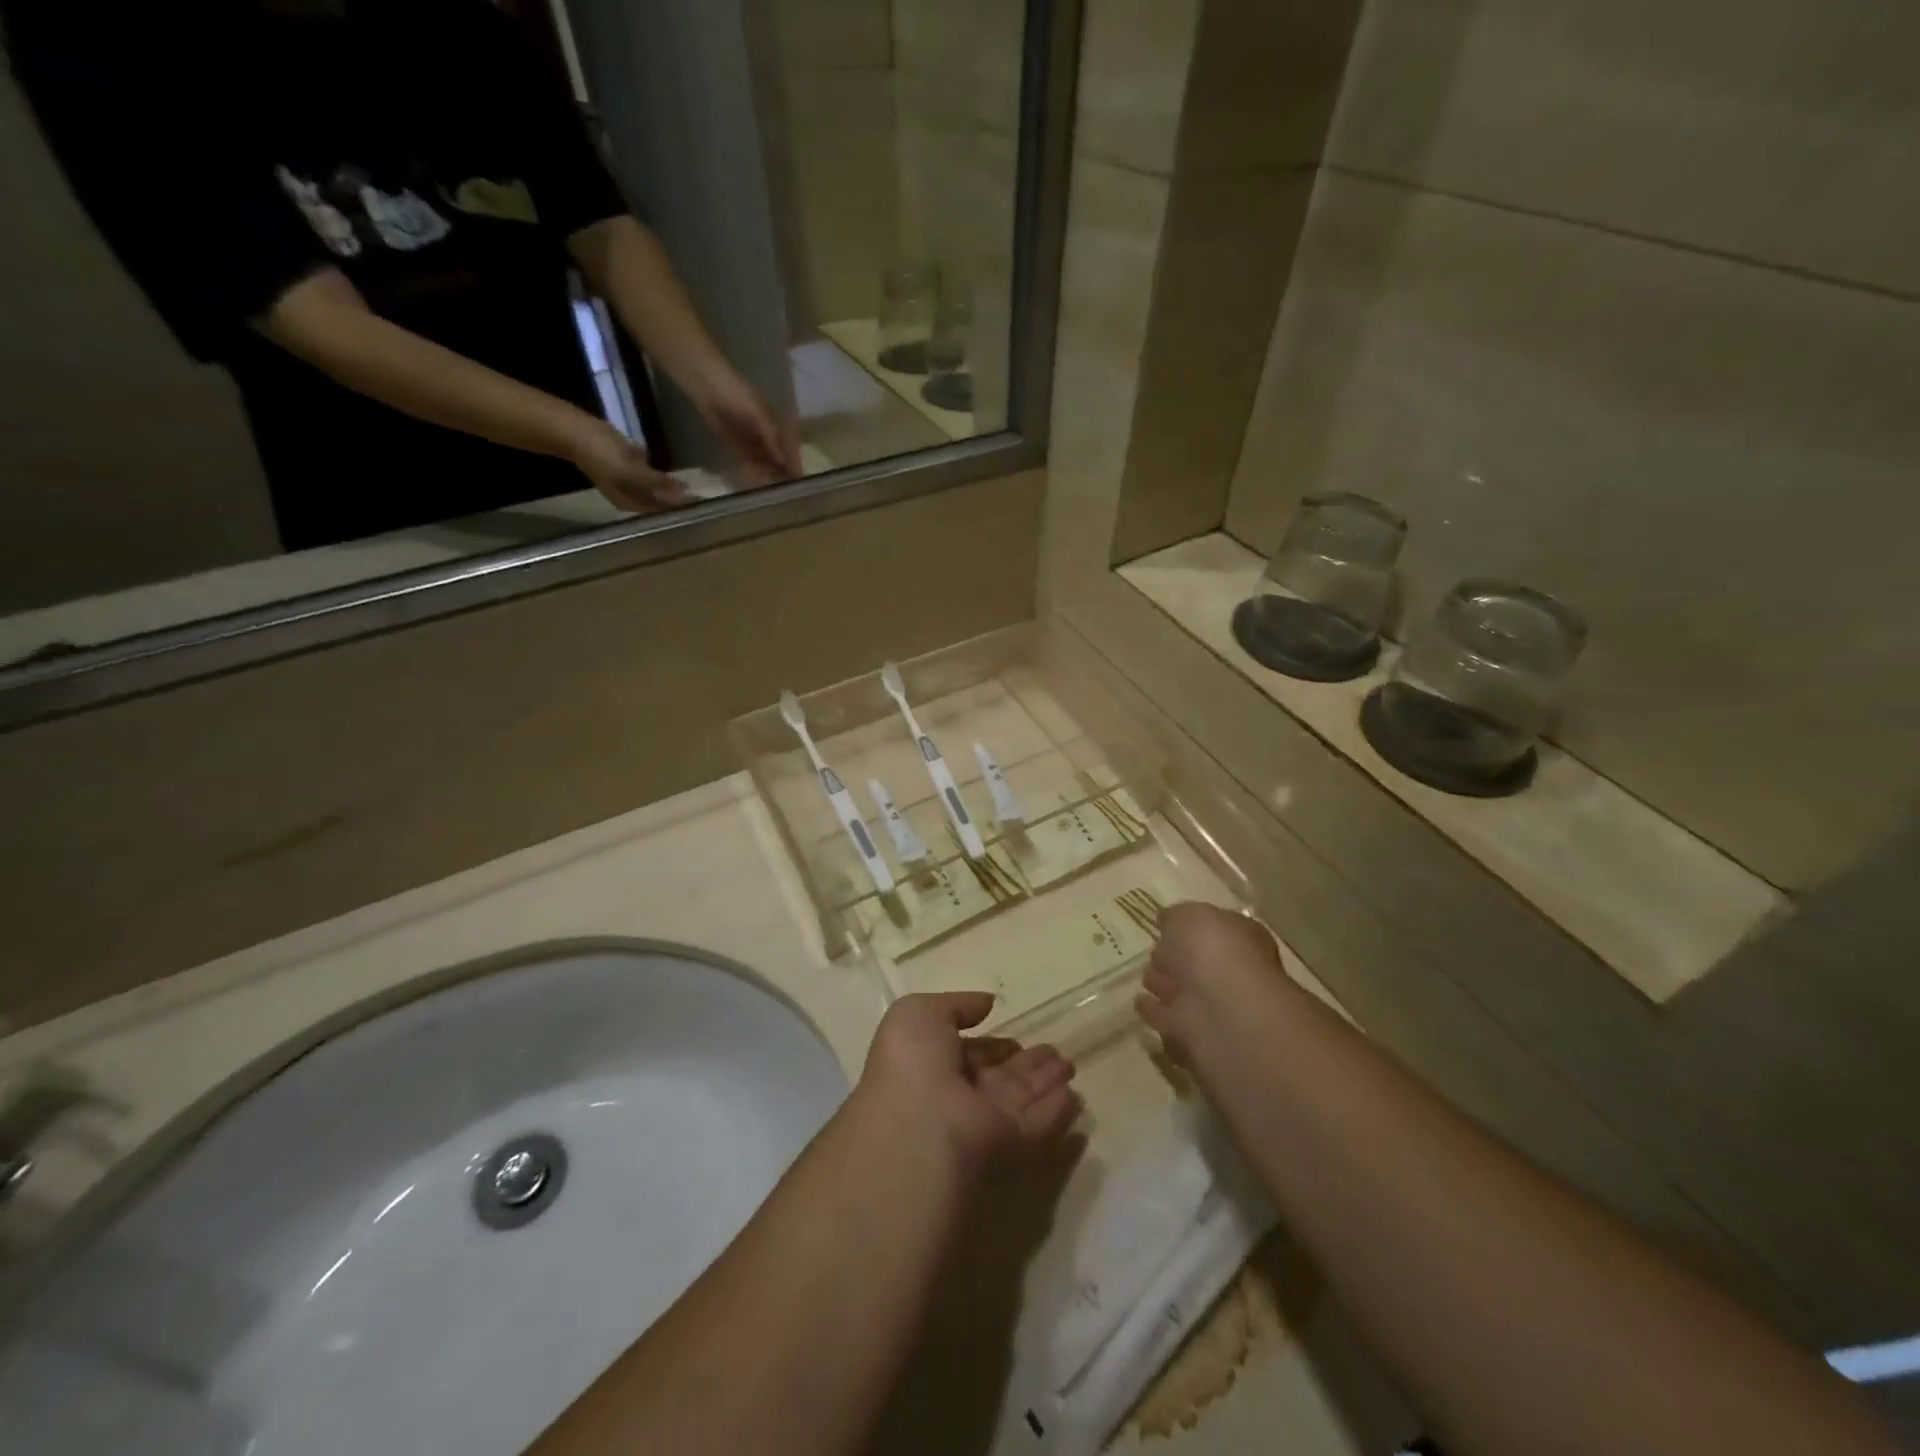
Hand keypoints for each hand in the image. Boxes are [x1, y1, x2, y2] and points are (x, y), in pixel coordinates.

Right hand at [567, 415, 693, 512]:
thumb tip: (682, 495)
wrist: (574, 430)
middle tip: (702, 492)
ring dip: (671, 485)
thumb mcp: (631, 473)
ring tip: (692, 481)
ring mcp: (626, 479)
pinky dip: (661, 473)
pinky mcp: (624, 464)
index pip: (662, 509)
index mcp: (630, 503)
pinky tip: (673, 470)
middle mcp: (630, 495)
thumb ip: (657, 485)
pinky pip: (648, 472)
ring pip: (655, 487)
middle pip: (659, 500)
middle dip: (678, 498)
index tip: (702, 499)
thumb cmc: (602, 454)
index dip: (681, 505)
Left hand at [693, 368, 802, 487]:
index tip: (797, 481)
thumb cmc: (737, 392)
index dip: (794, 463)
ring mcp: (750, 438)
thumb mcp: (759, 414)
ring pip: (762, 461)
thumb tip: (784, 462)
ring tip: (761, 481)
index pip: (790, 448)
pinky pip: (746, 459)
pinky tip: (748, 473)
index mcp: (777, 423)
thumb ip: (772, 438)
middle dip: (778, 471)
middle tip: (777, 486)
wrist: (704, 382)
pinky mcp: (734, 442)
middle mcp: (767, 432)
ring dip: (763, 471)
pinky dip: (749, 467)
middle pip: (778, 458)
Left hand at [857, 992, 1079, 1174]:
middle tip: (1055, 1051)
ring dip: (1046, 1081)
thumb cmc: (913, 1062)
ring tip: (1070, 1064)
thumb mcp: (919, 1013)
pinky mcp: (1009, 1144)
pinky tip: (1074, 1095)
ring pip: (1021, 1097)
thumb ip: (956, 1005)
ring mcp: (984, 1122)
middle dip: (1025, 1063)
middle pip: (999, 1076)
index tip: (1014, 1037)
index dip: (990, 1044)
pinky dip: (1056, 1110)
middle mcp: (958, 1095)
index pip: (968, 1053)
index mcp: (932, 1065)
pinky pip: (1037, 1123)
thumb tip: (986, 1003)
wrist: (920, 1125)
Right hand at [1136, 902, 1288, 1066]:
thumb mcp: (1188, 916)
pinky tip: (1141, 1004)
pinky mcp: (1196, 1038)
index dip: (1192, 929)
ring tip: (1145, 981)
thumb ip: (1175, 916)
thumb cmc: (1212, 950)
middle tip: (1154, 957)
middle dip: (1177, 961)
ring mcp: (1216, 1008)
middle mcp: (1232, 974)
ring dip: (1166, 987)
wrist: (1222, 1010)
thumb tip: (1167, 920)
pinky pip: (1170, 1021)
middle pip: (1199, 965)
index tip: (1166, 927)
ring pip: (1185, 993)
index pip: (1214, 931)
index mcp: (1240, 940)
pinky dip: (1157, 1014)